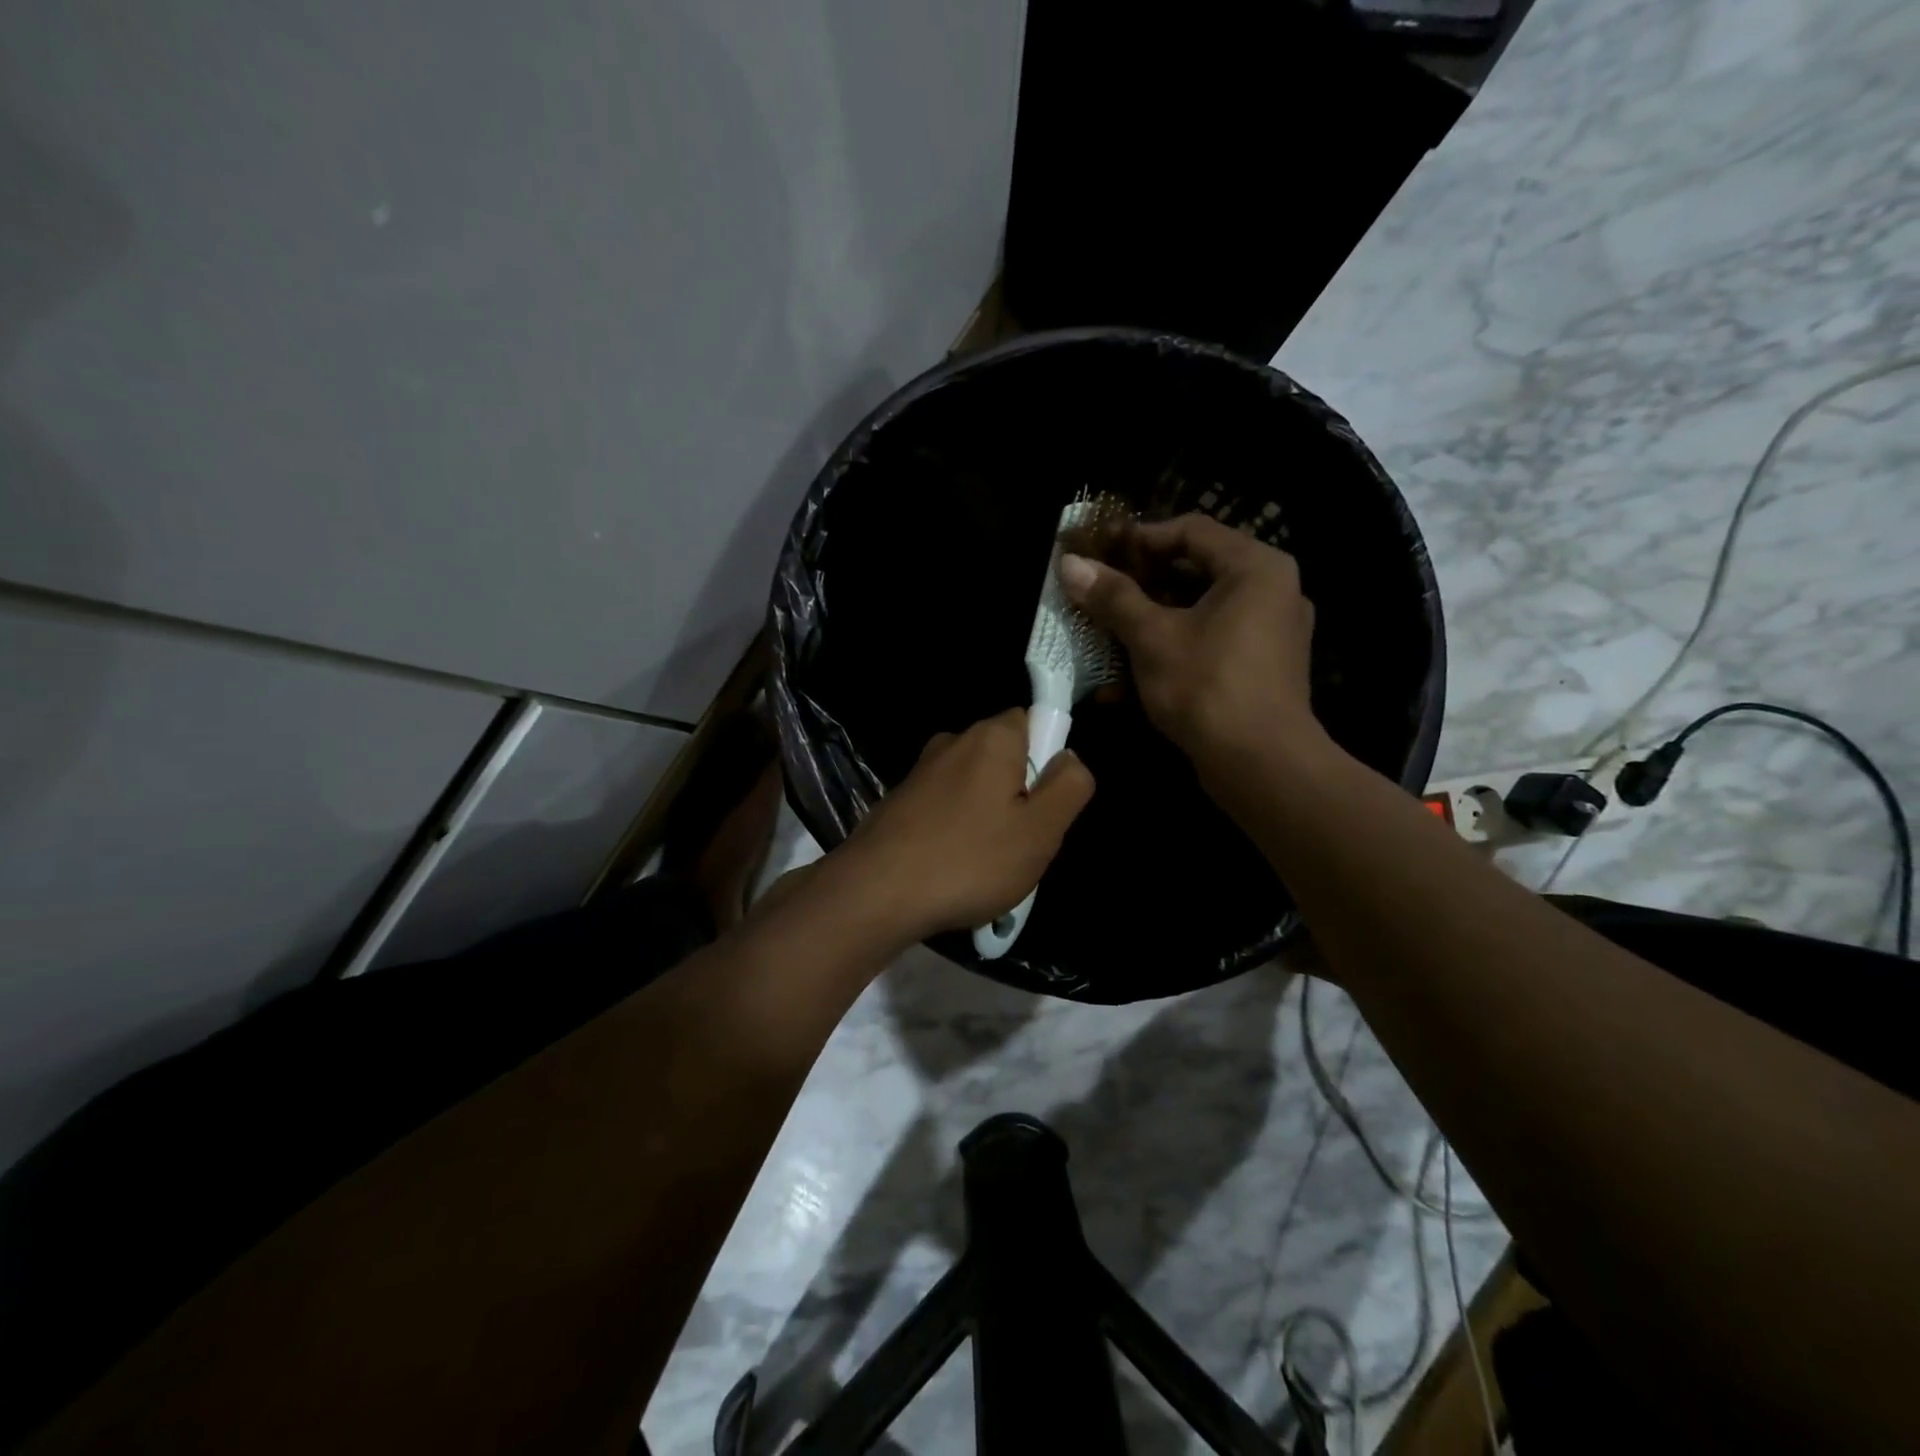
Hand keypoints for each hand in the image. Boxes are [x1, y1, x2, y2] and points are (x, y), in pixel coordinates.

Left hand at [829, 710, 1094, 944]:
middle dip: (1019, 796)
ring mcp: (921, 772)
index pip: (1034, 721)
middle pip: (1005, 758)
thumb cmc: (969, 859)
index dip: (1047, 760)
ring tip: (985, 868)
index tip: (1042, 804)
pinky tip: (952, 872)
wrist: (875, 893)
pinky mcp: (899, 801)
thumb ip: (1069, 787)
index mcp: (991, 737)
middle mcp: (952, 742)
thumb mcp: (1040, 830)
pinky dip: (956, 833)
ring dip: (987, 820)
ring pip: (975, 788)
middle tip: (1021, 844)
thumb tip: (1069, 757)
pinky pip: (945, 810)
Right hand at [1059, 514, 1326, 785]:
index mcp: (1256, 567)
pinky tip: (1136, 669)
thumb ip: (1113, 597)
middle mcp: (1273, 589)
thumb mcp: (1152, 637)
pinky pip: (1215, 638)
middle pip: (1198, 568)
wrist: (1261, 764)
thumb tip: (1071, 564)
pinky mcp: (1265, 666)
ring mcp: (1273, 630)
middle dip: (1144, 582)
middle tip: (1101, 591)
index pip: (1192, 530)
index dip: (1140, 538)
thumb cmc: (1207, 686)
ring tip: (1111, 630)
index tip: (1100, 555)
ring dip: (1154, 617)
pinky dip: (1177, 645)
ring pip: (1203, 608)